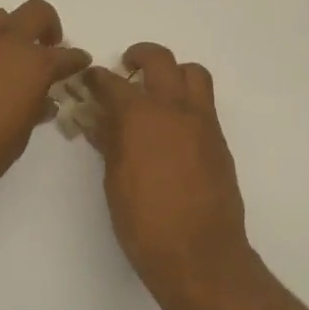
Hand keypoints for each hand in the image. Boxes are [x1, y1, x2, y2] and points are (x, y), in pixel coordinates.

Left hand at [0, 0, 88, 214]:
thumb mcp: (18, 138)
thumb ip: (33, 111)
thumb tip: (42, 101)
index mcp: (32, 66)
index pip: (65, 55)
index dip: (76, 59)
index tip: (80, 62)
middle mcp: (4, 44)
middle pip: (34, 13)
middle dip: (47, 26)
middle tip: (48, 47)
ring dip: (11, 30)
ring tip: (11, 57)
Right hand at [84, 43, 256, 302]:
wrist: (199, 253)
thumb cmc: (145, 222)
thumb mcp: (115, 181)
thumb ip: (109, 143)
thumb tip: (99, 122)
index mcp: (141, 116)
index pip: (113, 83)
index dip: (97, 78)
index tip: (89, 79)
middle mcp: (175, 108)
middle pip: (161, 61)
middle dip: (140, 56)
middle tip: (127, 67)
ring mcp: (203, 122)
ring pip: (194, 74)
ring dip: (174, 72)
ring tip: (158, 90)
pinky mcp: (219, 140)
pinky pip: (204, 104)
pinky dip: (188, 101)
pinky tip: (173, 127)